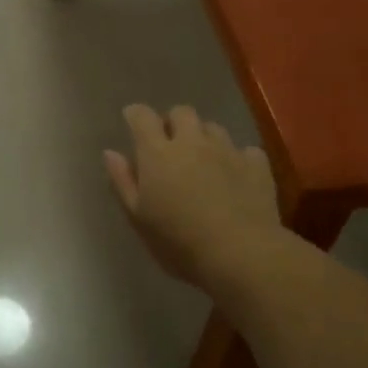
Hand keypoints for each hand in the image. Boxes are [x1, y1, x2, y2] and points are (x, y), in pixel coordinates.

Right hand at [104, 105, 279, 286]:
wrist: (241, 254)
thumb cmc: (179, 242)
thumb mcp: (139, 218)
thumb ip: (123, 181)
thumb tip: (110, 152)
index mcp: (158, 153)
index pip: (142, 117)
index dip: (136, 115)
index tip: (132, 121)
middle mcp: (192, 142)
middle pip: (181, 112)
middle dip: (173, 121)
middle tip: (169, 145)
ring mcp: (227, 150)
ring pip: (213, 127)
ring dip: (204, 137)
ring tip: (203, 160)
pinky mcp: (256, 165)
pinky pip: (245, 150)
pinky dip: (237, 157)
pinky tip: (236, 175)